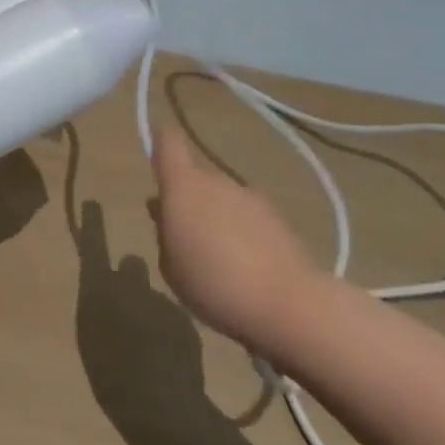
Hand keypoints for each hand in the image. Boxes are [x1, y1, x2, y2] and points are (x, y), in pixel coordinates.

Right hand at [149, 127, 324, 354]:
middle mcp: (216, 181)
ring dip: (217, 218)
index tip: (156, 147)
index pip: (169, 142)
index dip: (160, 140)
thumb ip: (164, 232)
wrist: (288, 304)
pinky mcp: (278, 218)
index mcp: (183, 186)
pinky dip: (242, 233)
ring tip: (218, 258)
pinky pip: (248, 217)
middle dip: (188, 200)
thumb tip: (165, 211)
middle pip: (196, 178)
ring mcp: (250, 197)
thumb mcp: (170, 266)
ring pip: (223, 199)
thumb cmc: (212, 283)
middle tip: (184, 235)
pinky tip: (246, 267)